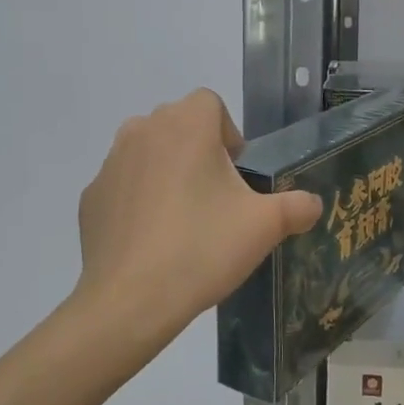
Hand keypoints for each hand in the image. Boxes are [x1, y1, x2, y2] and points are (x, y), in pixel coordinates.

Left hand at [75, 89, 321, 346]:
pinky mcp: (91, 197)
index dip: (229, 135)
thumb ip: (297, 206)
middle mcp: (142, 130)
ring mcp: (110, 164)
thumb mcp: (266, 226)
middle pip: (179, 126)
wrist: (131, 300)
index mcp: (185, 125)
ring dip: (168, 173)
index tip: (237, 176)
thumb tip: (312, 204)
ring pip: (148, 153)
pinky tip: (153, 241)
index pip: (210, 104)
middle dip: (199, 153)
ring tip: (184, 222)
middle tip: (216, 201)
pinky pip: (124, 187)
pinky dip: (139, 202)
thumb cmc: (203, 248)